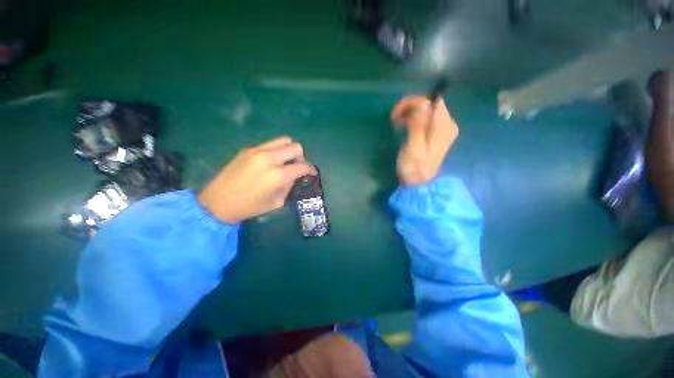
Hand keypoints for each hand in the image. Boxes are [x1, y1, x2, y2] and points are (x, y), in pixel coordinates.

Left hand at [197, 137, 316, 223]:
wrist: (218, 202)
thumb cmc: (250, 206)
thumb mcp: (277, 202)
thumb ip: (289, 186)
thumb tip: (295, 176)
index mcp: (278, 176)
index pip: (303, 166)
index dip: (311, 170)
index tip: (312, 173)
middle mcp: (270, 159)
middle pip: (296, 147)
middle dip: (301, 157)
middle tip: (297, 167)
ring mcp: (258, 151)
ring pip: (284, 140)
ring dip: (290, 150)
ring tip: (286, 161)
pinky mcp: (249, 149)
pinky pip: (270, 144)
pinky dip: (277, 150)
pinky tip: (271, 161)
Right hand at [391, 95, 458, 185]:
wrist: (419, 183)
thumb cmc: (414, 168)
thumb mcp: (414, 147)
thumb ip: (418, 125)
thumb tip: (421, 104)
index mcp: (443, 127)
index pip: (433, 101)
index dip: (415, 101)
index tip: (398, 111)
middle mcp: (447, 124)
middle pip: (430, 104)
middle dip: (411, 106)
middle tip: (394, 116)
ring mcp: (441, 129)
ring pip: (426, 110)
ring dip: (410, 111)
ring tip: (396, 120)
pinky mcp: (435, 134)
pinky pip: (424, 118)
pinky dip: (413, 118)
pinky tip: (403, 124)